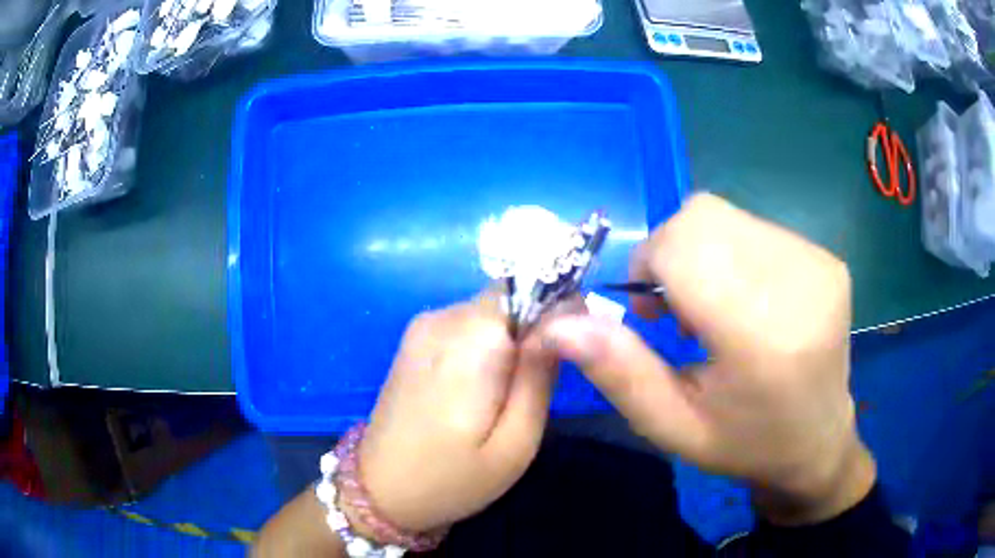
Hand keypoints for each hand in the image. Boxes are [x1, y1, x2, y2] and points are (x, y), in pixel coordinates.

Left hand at [354, 291, 559, 533]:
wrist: (379, 490)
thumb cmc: (453, 478)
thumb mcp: (516, 444)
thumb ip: (540, 376)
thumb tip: (564, 318)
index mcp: (470, 340)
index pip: (529, 286)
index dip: (555, 313)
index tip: (563, 356)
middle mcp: (443, 318)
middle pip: (509, 299)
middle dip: (532, 333)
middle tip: (531, 388)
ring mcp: (423, 325)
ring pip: (489, 312)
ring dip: (508, 343)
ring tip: (501, 396)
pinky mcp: (414, 339)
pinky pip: (466, 325)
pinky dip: (483, 348)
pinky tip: (474, 392)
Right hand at [540, 194, 874, 524]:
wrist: (817, 440)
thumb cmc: (743, 443)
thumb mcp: (672, 426)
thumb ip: (619, 371)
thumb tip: (558, 323)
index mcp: (762, 337)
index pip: (684, 246)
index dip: (650, 265)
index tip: (651, 311)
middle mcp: (799, 285)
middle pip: (703, 217)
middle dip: (671, 253)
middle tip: (680, 310)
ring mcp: (820, 264)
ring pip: (726, 216)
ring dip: (703, 251)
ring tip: (716, 307)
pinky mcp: (828, 258)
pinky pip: (755, 227)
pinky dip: (734, 252)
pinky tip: (747, 298)